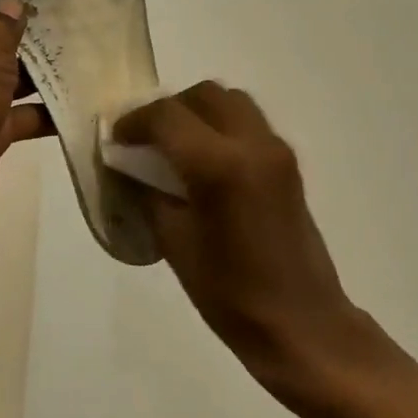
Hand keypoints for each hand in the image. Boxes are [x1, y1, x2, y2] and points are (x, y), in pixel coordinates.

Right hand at [113, 83, 383, 396]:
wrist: (301, 322)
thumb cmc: (230, 294)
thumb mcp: (174, 242)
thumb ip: (149, 192)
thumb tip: (132, 164)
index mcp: (219, 165)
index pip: (167, 116)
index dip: (134, 122)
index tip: (116, 139)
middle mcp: (253, 143)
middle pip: (204, 95)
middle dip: (169, 110)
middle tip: (146, 140)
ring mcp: (276, 150)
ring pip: (231, 102)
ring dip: (198, 112)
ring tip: (176, 148)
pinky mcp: (289, 163)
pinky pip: (249, 124)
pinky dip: (221, 127)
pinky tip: (206, 164)